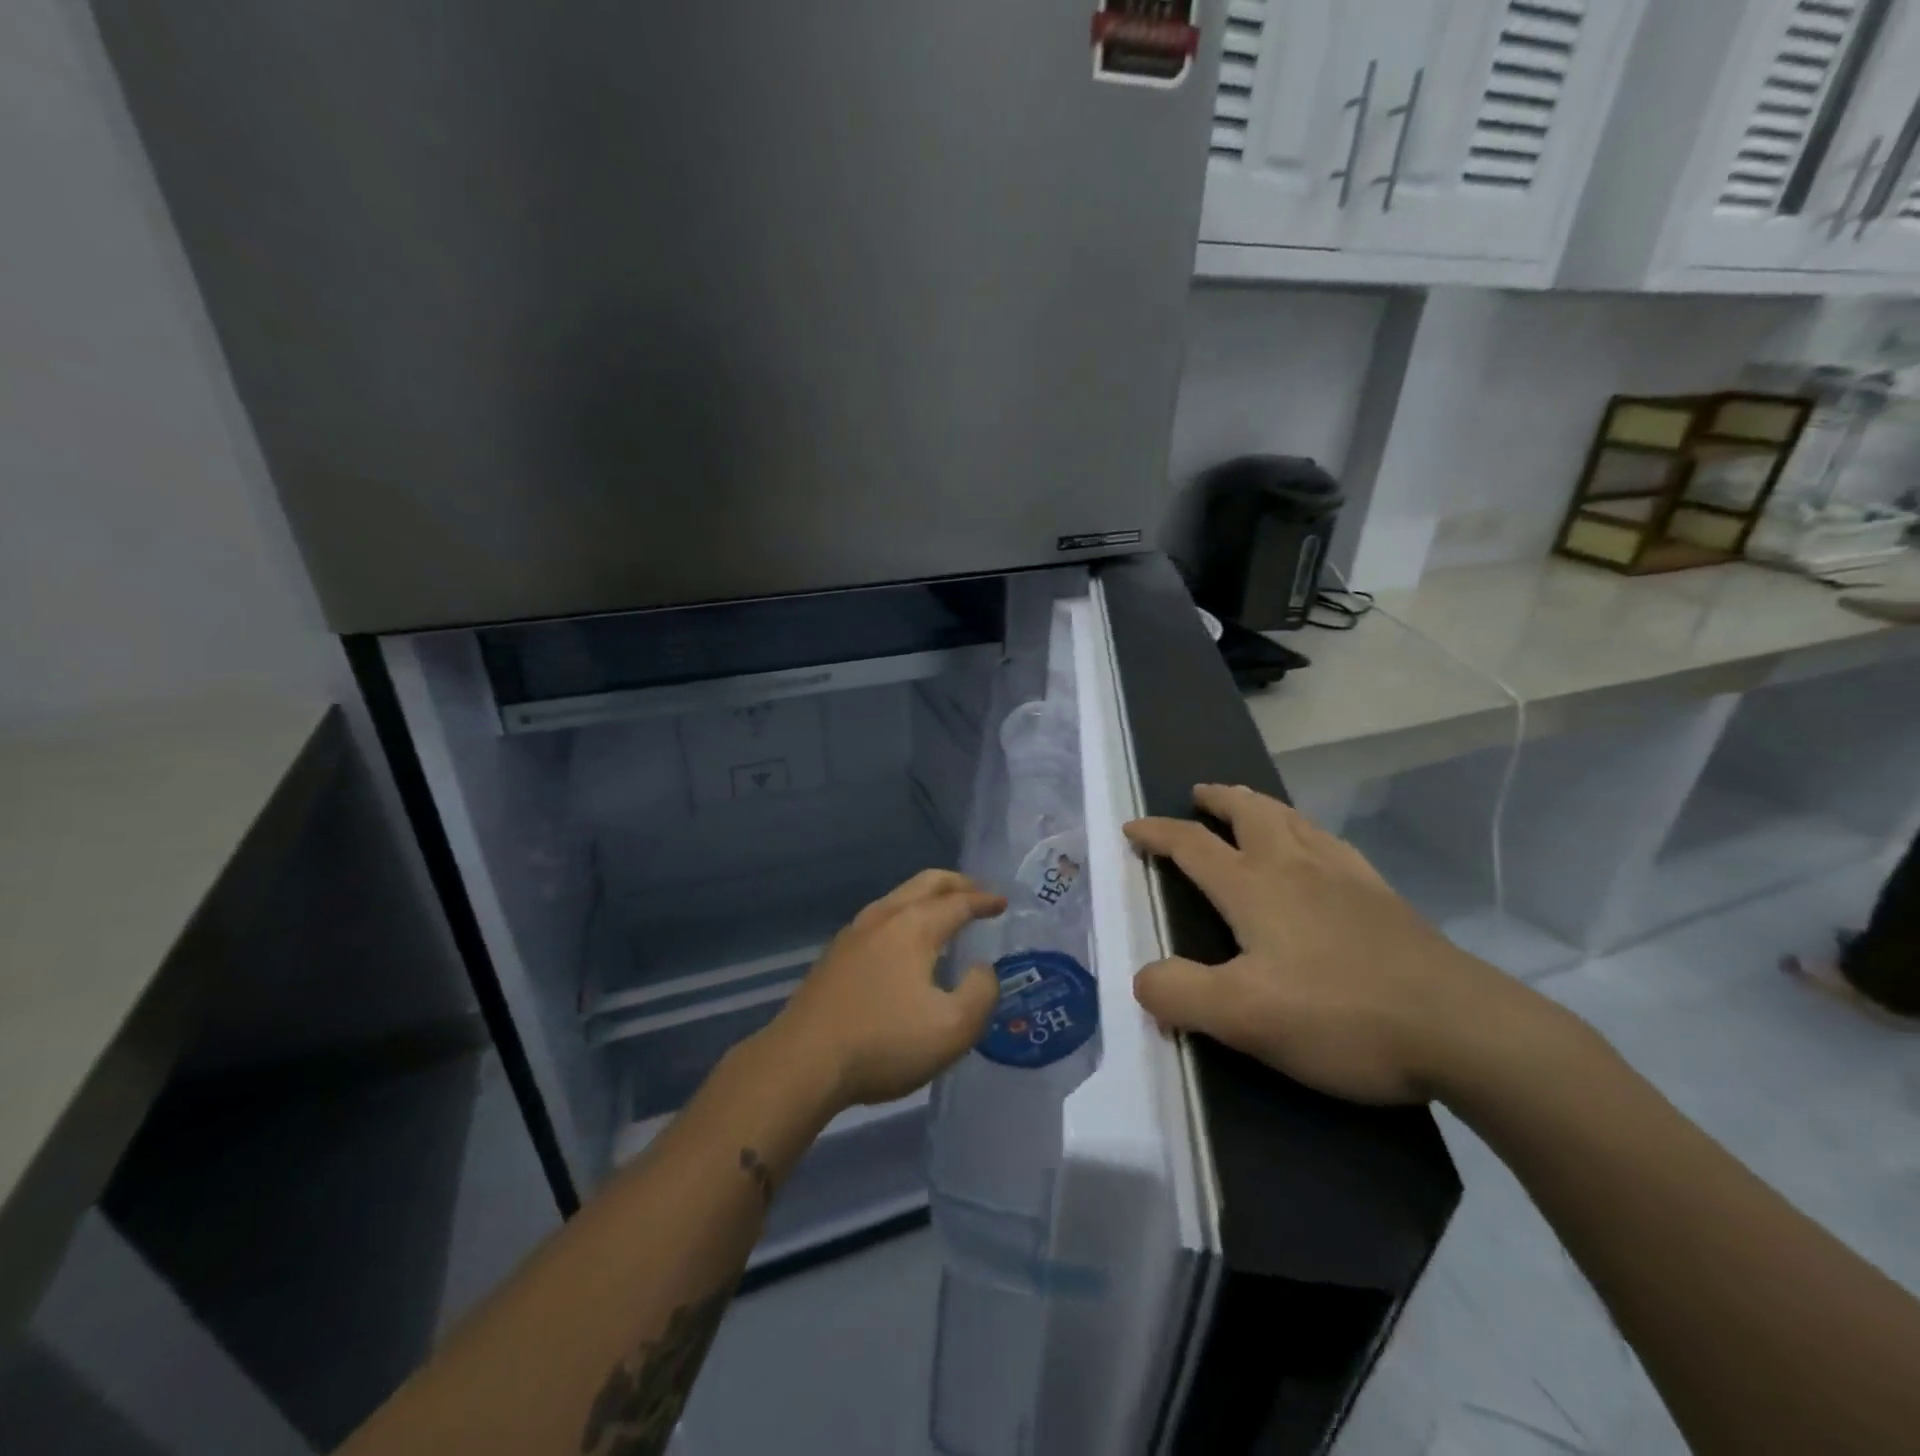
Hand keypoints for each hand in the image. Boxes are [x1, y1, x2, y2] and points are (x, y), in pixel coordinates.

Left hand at [766, 870, 1005, 1111]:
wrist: (803, 1062)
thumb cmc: (883, 1044)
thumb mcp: (953, 1029)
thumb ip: (981, 993)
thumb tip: (982, 969)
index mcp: (914, 926)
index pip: (958, 902)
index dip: (984, 900)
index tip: (1002, 902)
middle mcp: (883, 917)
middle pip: (925, 883)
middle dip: (956, 883)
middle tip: (978, 892)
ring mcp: (853, 933)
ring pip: (898, 897)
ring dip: (927, 897)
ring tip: (944, 913)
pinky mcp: (835, 955)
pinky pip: (881, 917)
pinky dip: (905, 915)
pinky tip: (905, 943)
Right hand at [1124, 784, 1544, 1104]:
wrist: (1461, 1029)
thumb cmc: (1340, 1016)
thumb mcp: (1242, 1017)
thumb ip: (1180, 994)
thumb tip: (1144, 979)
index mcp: (1254, 887)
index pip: (1193, 845)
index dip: (1158, 833)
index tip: (1133, 827)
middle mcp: (1296, 867)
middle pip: (1249, 813)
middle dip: (1218, 799)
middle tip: (1199, 793)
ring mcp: (1346, 878)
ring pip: (1294, 821)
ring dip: (1262, 806)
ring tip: (1251, 808)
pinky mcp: (1384, 899)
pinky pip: (1334, 844)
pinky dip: (1309, 832)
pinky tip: (1320, 851)